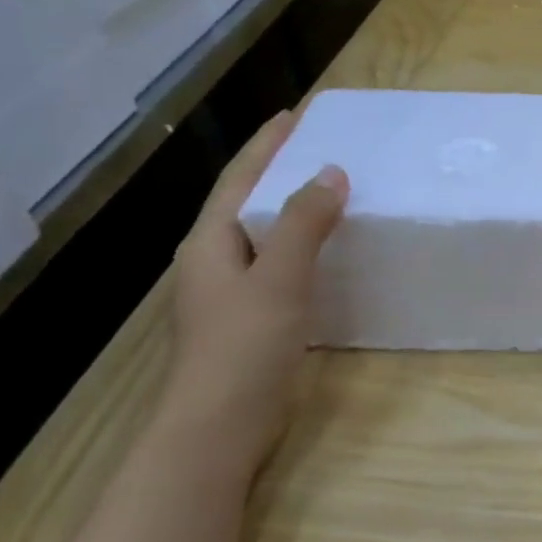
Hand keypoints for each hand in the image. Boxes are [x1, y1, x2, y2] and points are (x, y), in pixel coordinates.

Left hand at [163, 110, 348, 465]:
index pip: (240, 177)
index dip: (268, 144)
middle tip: (323, 148)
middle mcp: (215, 260)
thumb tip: (330, 172)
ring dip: (293, 211)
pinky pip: (278, 268)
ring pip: (264, 237)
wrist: (218, 428)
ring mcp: (230, 294)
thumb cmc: (243, 347)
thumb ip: (302, 225)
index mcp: (210, 242)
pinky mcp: (250, 321)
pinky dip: (302, 249)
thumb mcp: (278, 279)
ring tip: (331, 193)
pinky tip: (328, 255)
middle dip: (280, 171)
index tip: (297, 113)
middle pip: (248, 202)